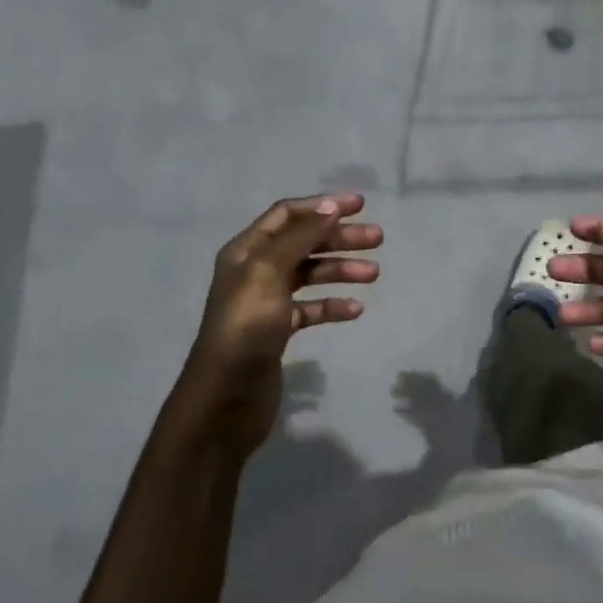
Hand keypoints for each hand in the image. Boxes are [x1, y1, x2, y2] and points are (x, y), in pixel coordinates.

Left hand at [173, 194, 381, 455]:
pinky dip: (332, 306)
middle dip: (339, 237)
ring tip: (374, 274)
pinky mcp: (278, 331)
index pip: (287, 215)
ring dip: (341, 269)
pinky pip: (310, 309)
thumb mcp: (269, 272)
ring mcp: (267, 302)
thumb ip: (300, 237)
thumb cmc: (246, 327)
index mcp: (247, 251)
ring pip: (310, 275)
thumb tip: (329, 206)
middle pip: (303, 242)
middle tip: (377, 239)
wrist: (225, 396)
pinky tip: (355, 310)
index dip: (322, 206)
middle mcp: (255, 271)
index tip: (360, 205)